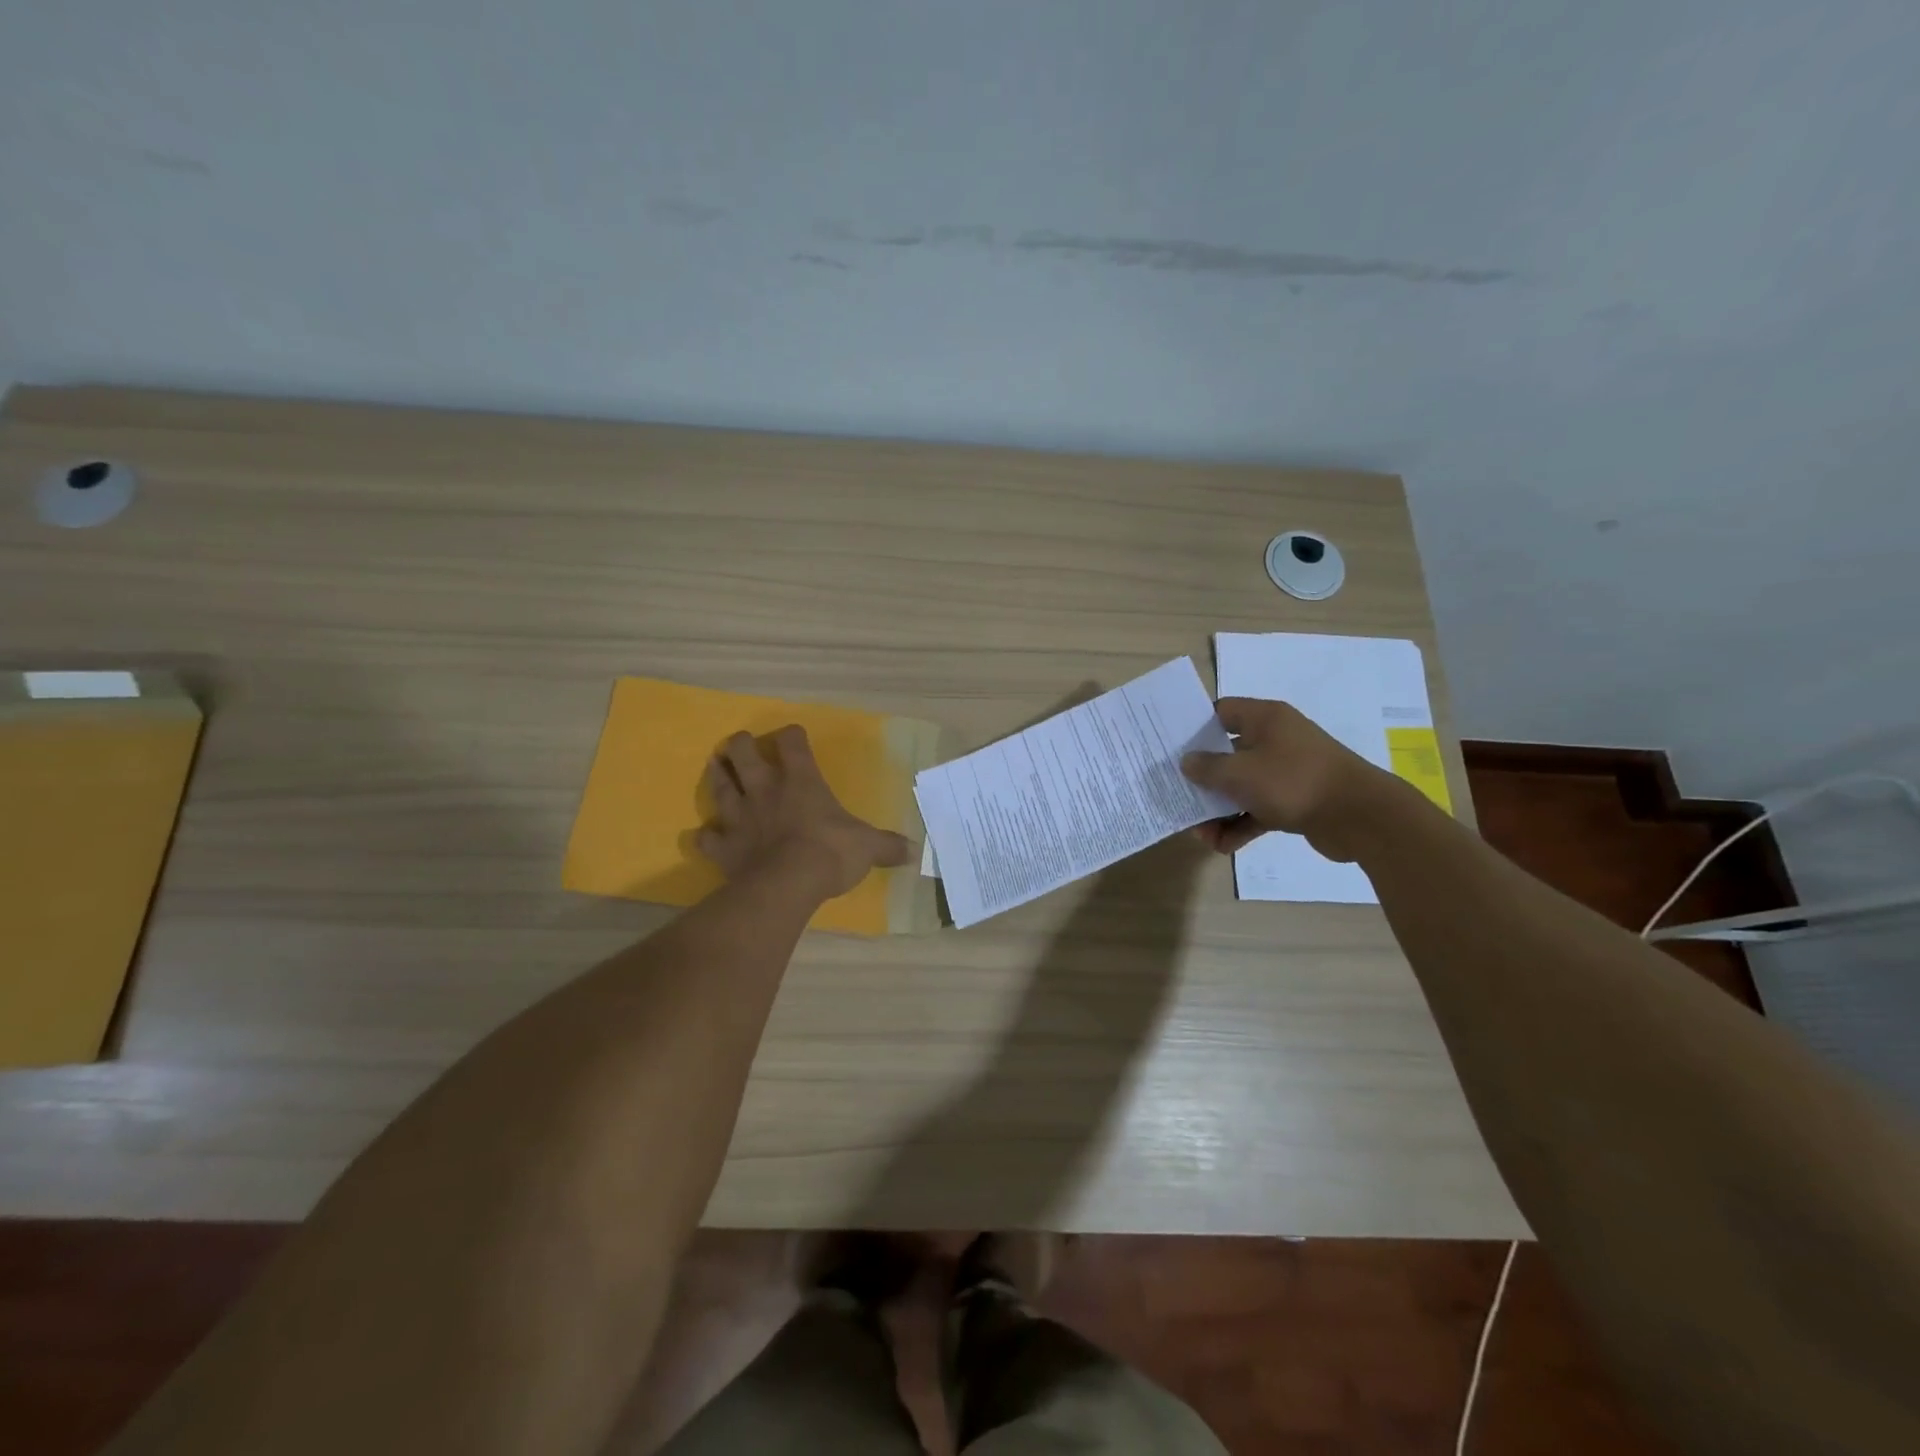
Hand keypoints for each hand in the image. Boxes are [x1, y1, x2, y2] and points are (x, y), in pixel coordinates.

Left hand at [698, 726, 911, 899]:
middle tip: (740, 743)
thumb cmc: (831, 853)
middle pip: (743, 754)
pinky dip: (707, 835)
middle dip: (741, 745)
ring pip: (720, 787)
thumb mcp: (868, 847)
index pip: (792, 743)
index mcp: (801, 781)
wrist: (787, 885)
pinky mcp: (724, 847)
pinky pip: (708, 837)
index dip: (792, 736)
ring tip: (715, 765)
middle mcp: (766, 790)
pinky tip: (705, 835)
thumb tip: (915, 851)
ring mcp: (740, 817)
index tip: (794, 736)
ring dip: (717, 775)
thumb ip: (889, 846)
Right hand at [1180, 698, 1398, 861]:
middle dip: (1202, 779)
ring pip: (1241, 787)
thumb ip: (1207, 767)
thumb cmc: (1294, 781)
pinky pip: (1258, 810)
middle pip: (1227, 754)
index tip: (1171, 747)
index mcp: (1265, 719)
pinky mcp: (1296, 801)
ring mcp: (1287, 772)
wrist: (1360, 817)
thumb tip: (1187, 762)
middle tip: (1178, 795)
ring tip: (1200, 834)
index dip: (1195, 728)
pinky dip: (1241, 826)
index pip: (1221, 712)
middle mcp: (1275, 740)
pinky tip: (1222, 847)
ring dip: (1219, 810)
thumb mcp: (1240, 773)